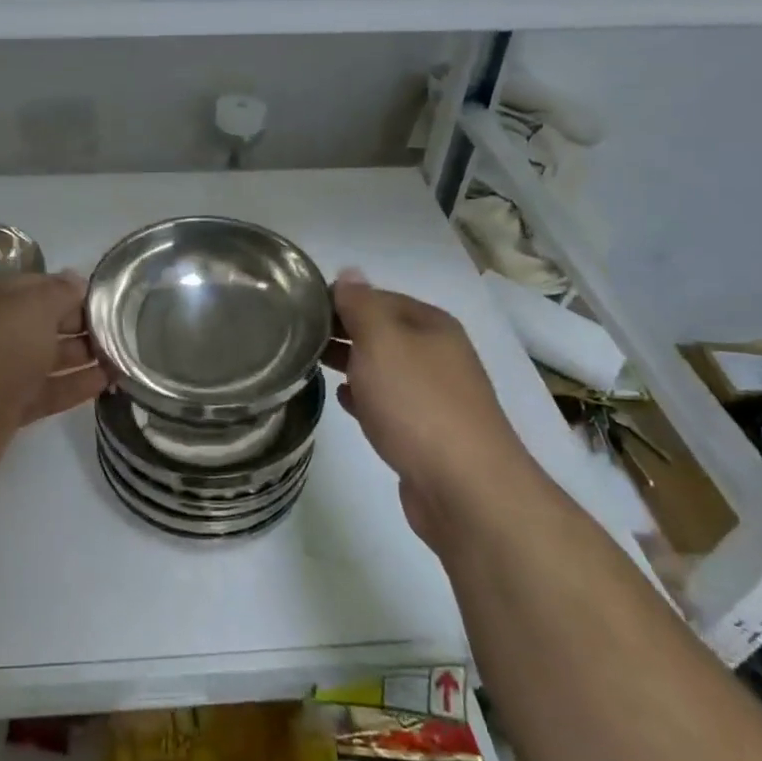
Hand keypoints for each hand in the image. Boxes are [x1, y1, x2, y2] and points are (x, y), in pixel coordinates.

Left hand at [0, 272, 105, 500]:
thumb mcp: (30, 308)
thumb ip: (58, 293)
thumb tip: (76, 280)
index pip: (42, 285)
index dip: (75, 291)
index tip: (112, 301)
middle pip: (45, 322)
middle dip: (83, 324)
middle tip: (126, 331)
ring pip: (47, 358)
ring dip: (84, 356)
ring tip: (126, 357)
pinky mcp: (4, 410)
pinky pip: (46, 392)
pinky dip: (74, 386)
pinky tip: (107, 383)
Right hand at [323, 271, 534, 540]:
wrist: (465, 488)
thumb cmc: (418, 403)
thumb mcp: (382, 341)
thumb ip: (361, 305)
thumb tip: (349, 272)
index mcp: (431, 324)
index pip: (377, 296)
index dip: (340, 298)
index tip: (299, 307)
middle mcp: (438, 354)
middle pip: (382, 331)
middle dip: (342, 330)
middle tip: (296, 335)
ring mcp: (435, 395)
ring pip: (384, 367)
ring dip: (351, 362)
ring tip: (310, 362)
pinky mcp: (427, 432)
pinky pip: (388, 402)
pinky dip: (365, 396)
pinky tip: (343, 398)